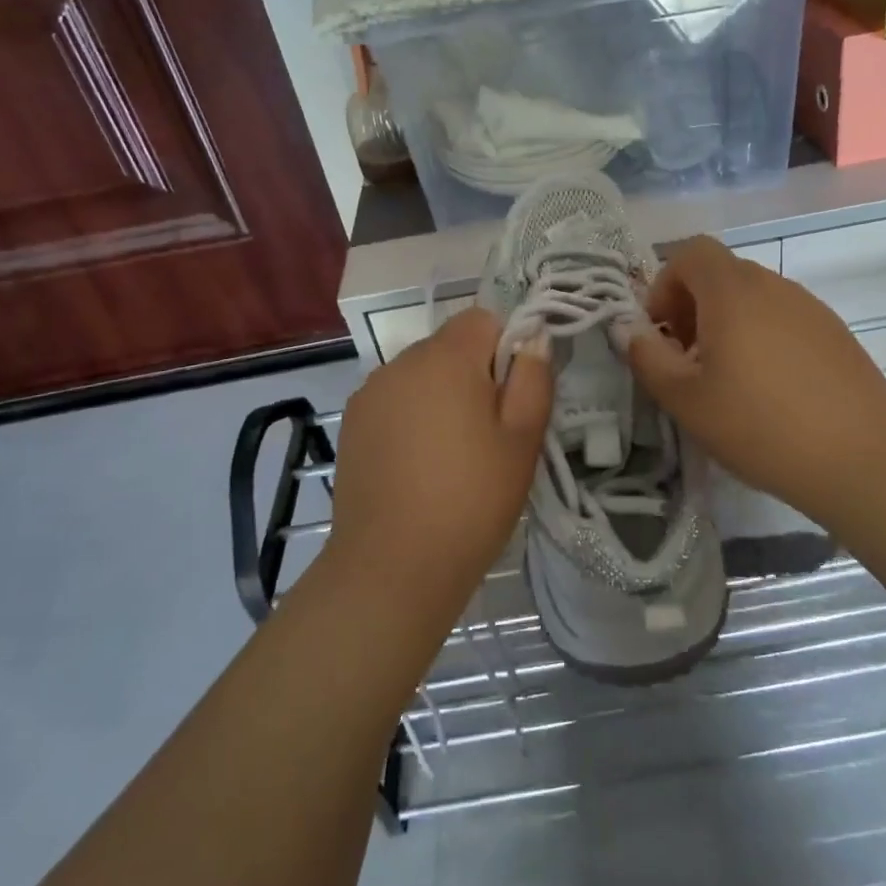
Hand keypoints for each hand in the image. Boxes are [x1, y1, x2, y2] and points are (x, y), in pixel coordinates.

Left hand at [328, 308, 551, 597]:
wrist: (393, 566)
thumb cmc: (472, 499)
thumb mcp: (522, 439)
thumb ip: (534, 378)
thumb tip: (534, 340)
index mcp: (446, 358)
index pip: (483, 319)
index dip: (506, 348)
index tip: (512, 397)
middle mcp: (400, 362)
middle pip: (450, 346)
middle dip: (474, 374)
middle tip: (488, 433)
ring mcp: (370, 393)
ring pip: (421, 375)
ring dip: (441, 396)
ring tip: (451, 455)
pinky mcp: (352, 425)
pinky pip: (394, 401)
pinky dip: (411, 418)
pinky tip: (417, 466)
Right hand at [627, 237, 885, 534]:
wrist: (862, 459)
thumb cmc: (760, 426)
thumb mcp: (686, 400)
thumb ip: (648, 358)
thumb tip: (630, 330)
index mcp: (733, 291)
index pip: (691, 252)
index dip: (664, 284)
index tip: (661, 332)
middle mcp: (773, 285)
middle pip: (721, 274)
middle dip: (692, 307)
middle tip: (686, 360)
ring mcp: (810, 307)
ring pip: (753, 298)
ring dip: (727, 325)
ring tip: (726, 380)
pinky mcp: (835, 333)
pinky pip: (783, 319)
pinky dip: (761, 338)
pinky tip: (769, 390)